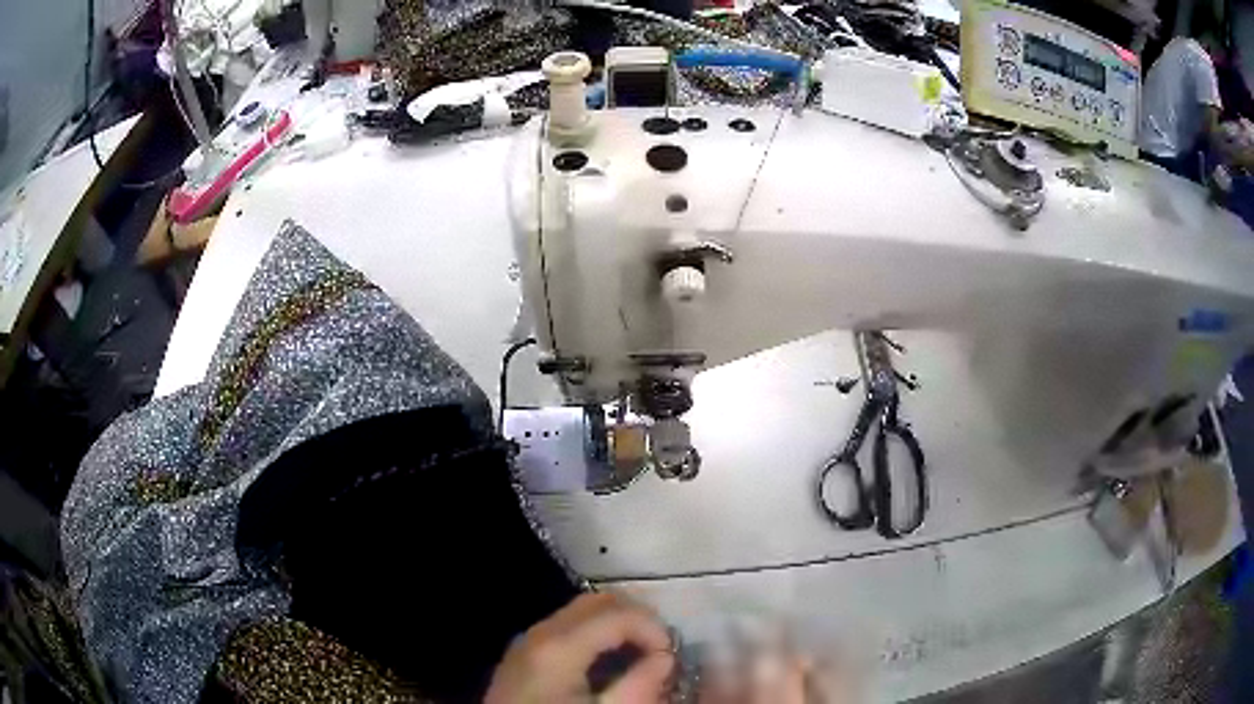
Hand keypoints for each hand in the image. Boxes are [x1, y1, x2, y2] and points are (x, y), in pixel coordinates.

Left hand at [485, 593, 674, 703]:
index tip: (671, 657)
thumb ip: (641, 684)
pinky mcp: (522, 654)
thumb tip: (665, 658)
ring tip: (639, 657)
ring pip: (581, 612)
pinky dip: (594, 634)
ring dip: (616, 625)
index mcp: (559, 645)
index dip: (655, 629)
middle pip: (598, 601)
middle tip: (660, 650)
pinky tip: (608, 664)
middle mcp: (539, 632)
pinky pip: (565, 629)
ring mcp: (526, 640)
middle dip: (636, 619)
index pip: (620, 613)